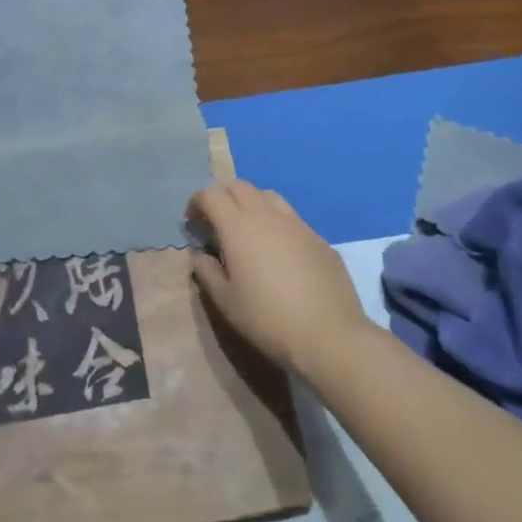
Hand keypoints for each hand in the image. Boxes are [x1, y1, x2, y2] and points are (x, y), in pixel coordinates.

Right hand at [187, 180, 374, 379]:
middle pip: (240, 186)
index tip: (192, 221)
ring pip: (269, 196)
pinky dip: (276, 223)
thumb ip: (207, 272)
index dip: (197, 202)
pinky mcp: (319, 238)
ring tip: (248, 230)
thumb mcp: (226, 302)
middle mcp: (268, 215)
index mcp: (239, 227)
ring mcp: (298, 224)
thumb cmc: (268, 319)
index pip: (212, 194)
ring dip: (251, 203)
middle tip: (216, 221)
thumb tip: (201, 256)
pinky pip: (292, 218)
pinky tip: (279, 252)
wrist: (329, 335)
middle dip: (222, 196)